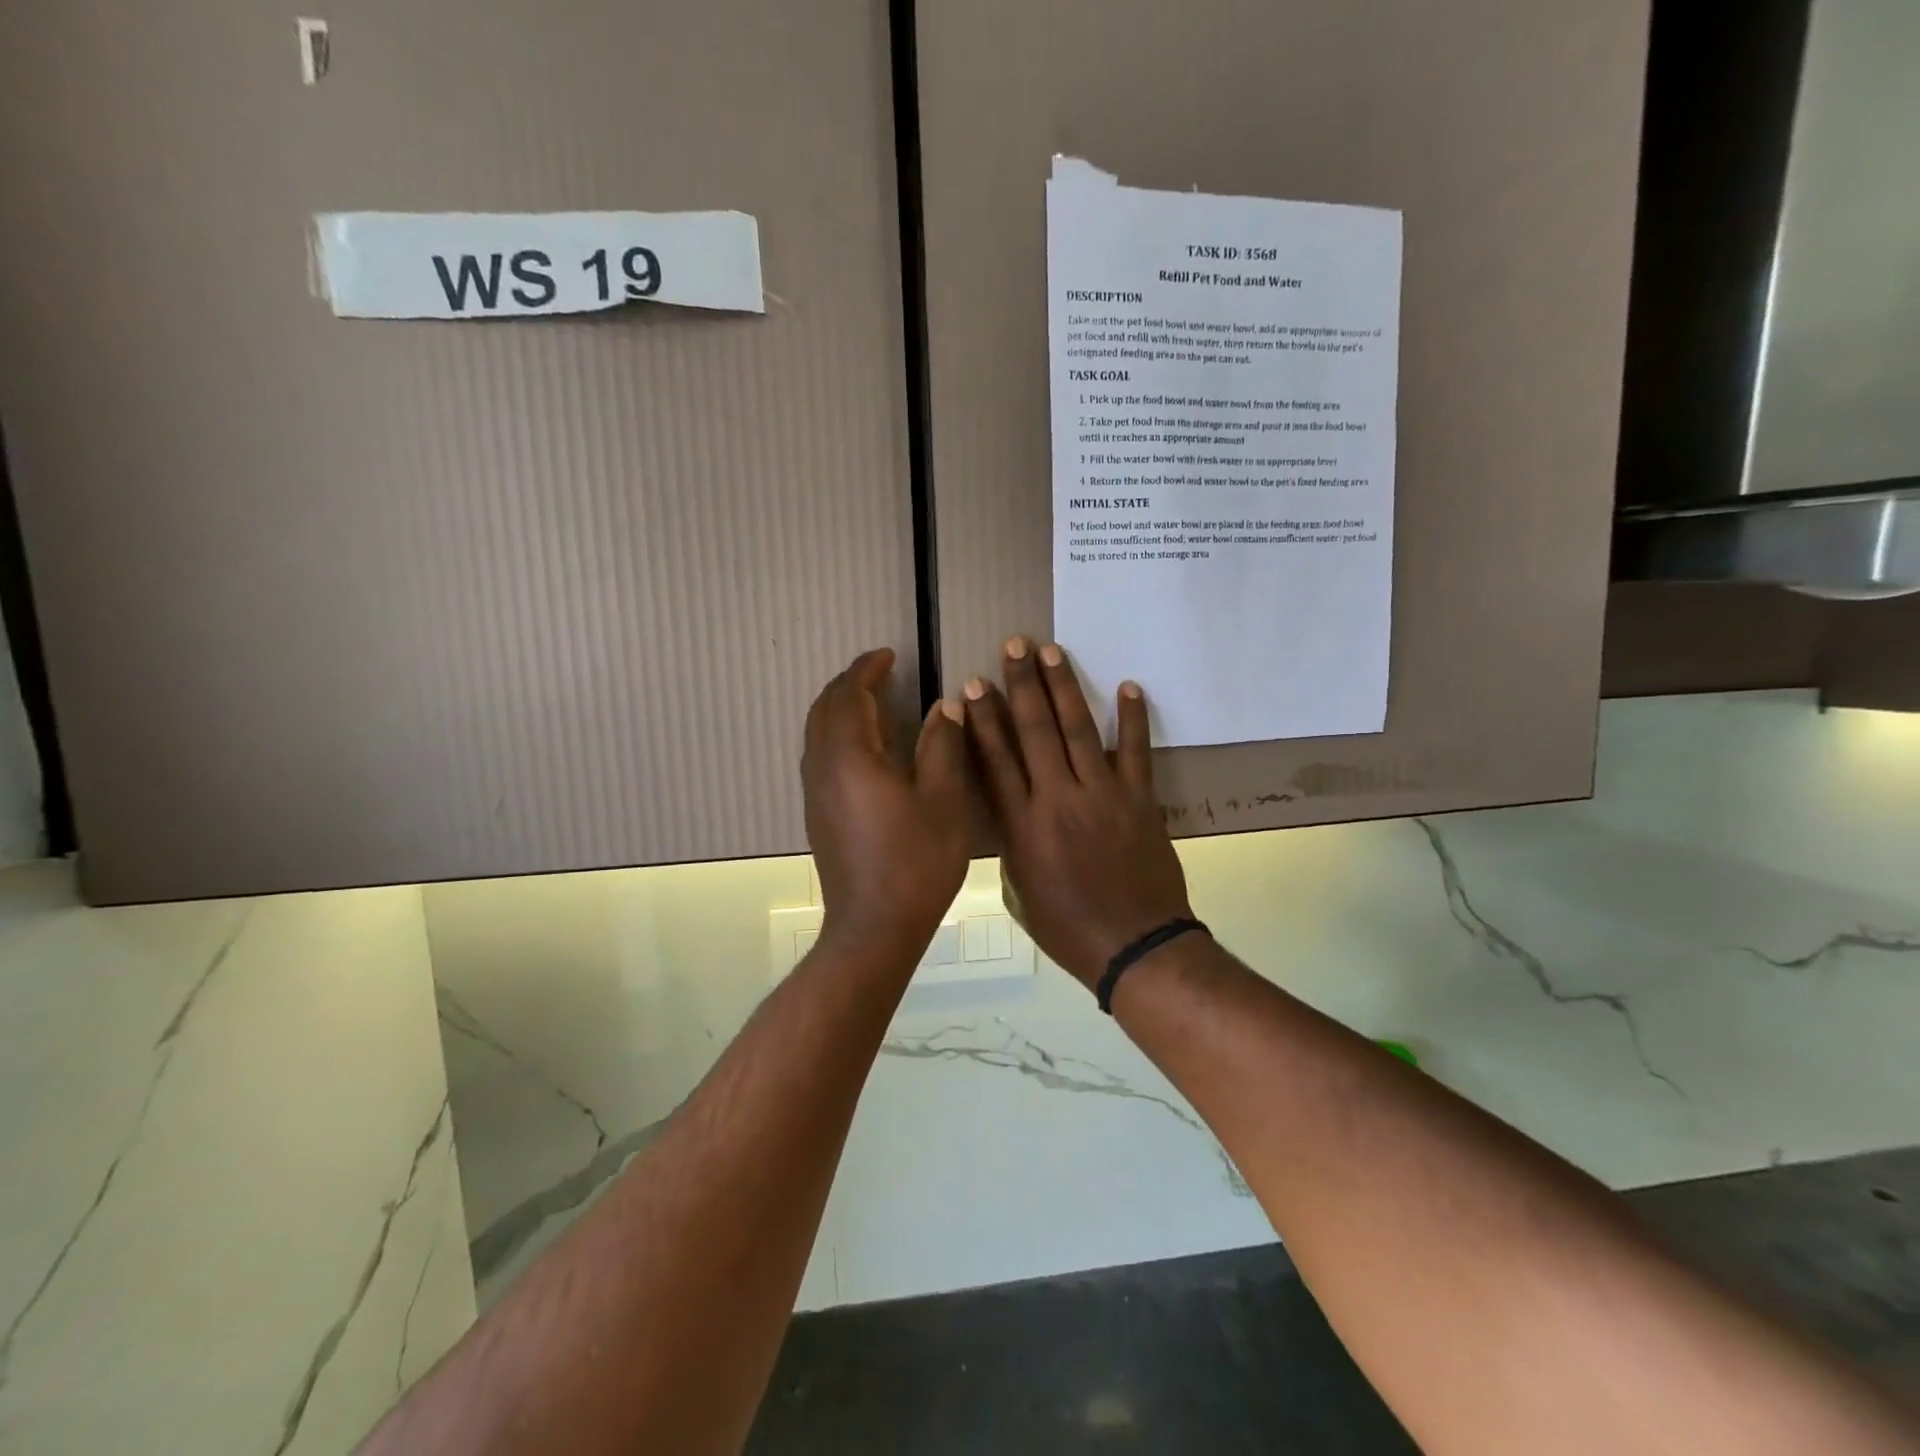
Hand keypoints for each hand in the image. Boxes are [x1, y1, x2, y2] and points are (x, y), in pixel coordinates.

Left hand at [802, 649, 969, 959]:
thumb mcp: (943, 801)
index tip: (889, 655)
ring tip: (876, 705)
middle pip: (824, 709)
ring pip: (817, 733)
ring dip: (842, 709)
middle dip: (849, 684)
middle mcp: (822, 768)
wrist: (874, 928)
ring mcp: (815, 793)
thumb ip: (942, 746)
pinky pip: (820, 756)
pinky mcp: (817, 815)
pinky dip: (839, 735)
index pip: (849, 695)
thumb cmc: (915, 863)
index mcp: (851, 757)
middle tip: (881, 675)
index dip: (867, 669)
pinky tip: (869, 751)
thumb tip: (944, 706)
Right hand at [963, 637, 1192, 989]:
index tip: (974, 684)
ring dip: (1064, 687)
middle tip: (1014, 646)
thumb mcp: (1020, 892)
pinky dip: (1132, 718)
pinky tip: (1128, 686)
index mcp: (1023, 825)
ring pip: (1078, 730)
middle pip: (1035, 731)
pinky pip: (1135, 751)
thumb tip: (1013, 811)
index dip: (984, 719)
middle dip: (1022, 685)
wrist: (1135, 947)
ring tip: (1052, 652)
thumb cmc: (1069, 929)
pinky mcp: (1139, 799)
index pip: (996, 759)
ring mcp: (1102, 795)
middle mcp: (1057, 799)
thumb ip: (1013, 845)